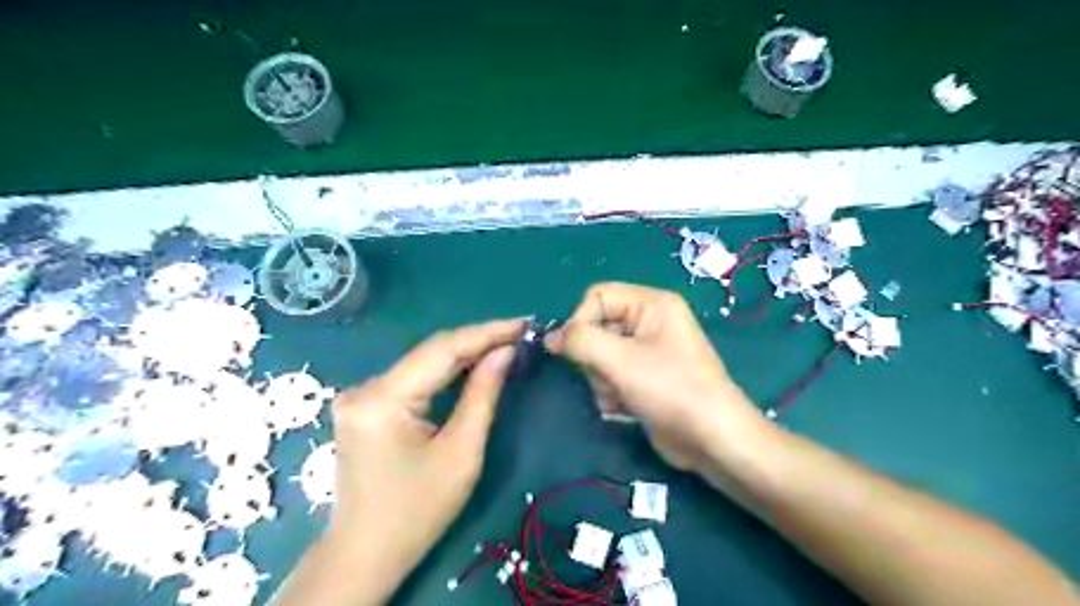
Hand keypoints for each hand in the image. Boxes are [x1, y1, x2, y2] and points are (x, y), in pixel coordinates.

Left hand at [327, 317, 521, 577]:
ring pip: (423, 362)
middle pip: (431, 352)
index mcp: (382, 400)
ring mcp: (361, 396)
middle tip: (519, 333)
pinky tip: (472, 365)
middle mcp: (365, 388)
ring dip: (464, 353)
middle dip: (478, 341)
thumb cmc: (417, 512)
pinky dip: (445, 371)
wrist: (365, 553)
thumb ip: (482, 395)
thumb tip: (505, 352)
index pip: (442, 350)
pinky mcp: (366, 405)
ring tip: (504, 343)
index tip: (523, 323)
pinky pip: (413, 378)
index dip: (486, 333)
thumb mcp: (461, 453)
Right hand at [549, 283, 767, 476]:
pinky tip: (625, 407)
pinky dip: (611, 392)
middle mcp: (649, 321)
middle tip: (608, 378)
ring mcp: (647, 350)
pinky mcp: (645, 376)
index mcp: (651, 303)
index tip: (572, 351)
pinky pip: (611, 374)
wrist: (711, 439)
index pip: (596, 296)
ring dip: (601, 379)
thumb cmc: (670, 389)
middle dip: (594, 358)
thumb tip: (550, 337)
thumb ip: (580, 341)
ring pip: (599, 354)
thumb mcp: (620, 360)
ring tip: (619, 396)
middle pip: (597, 327)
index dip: (580, 321)